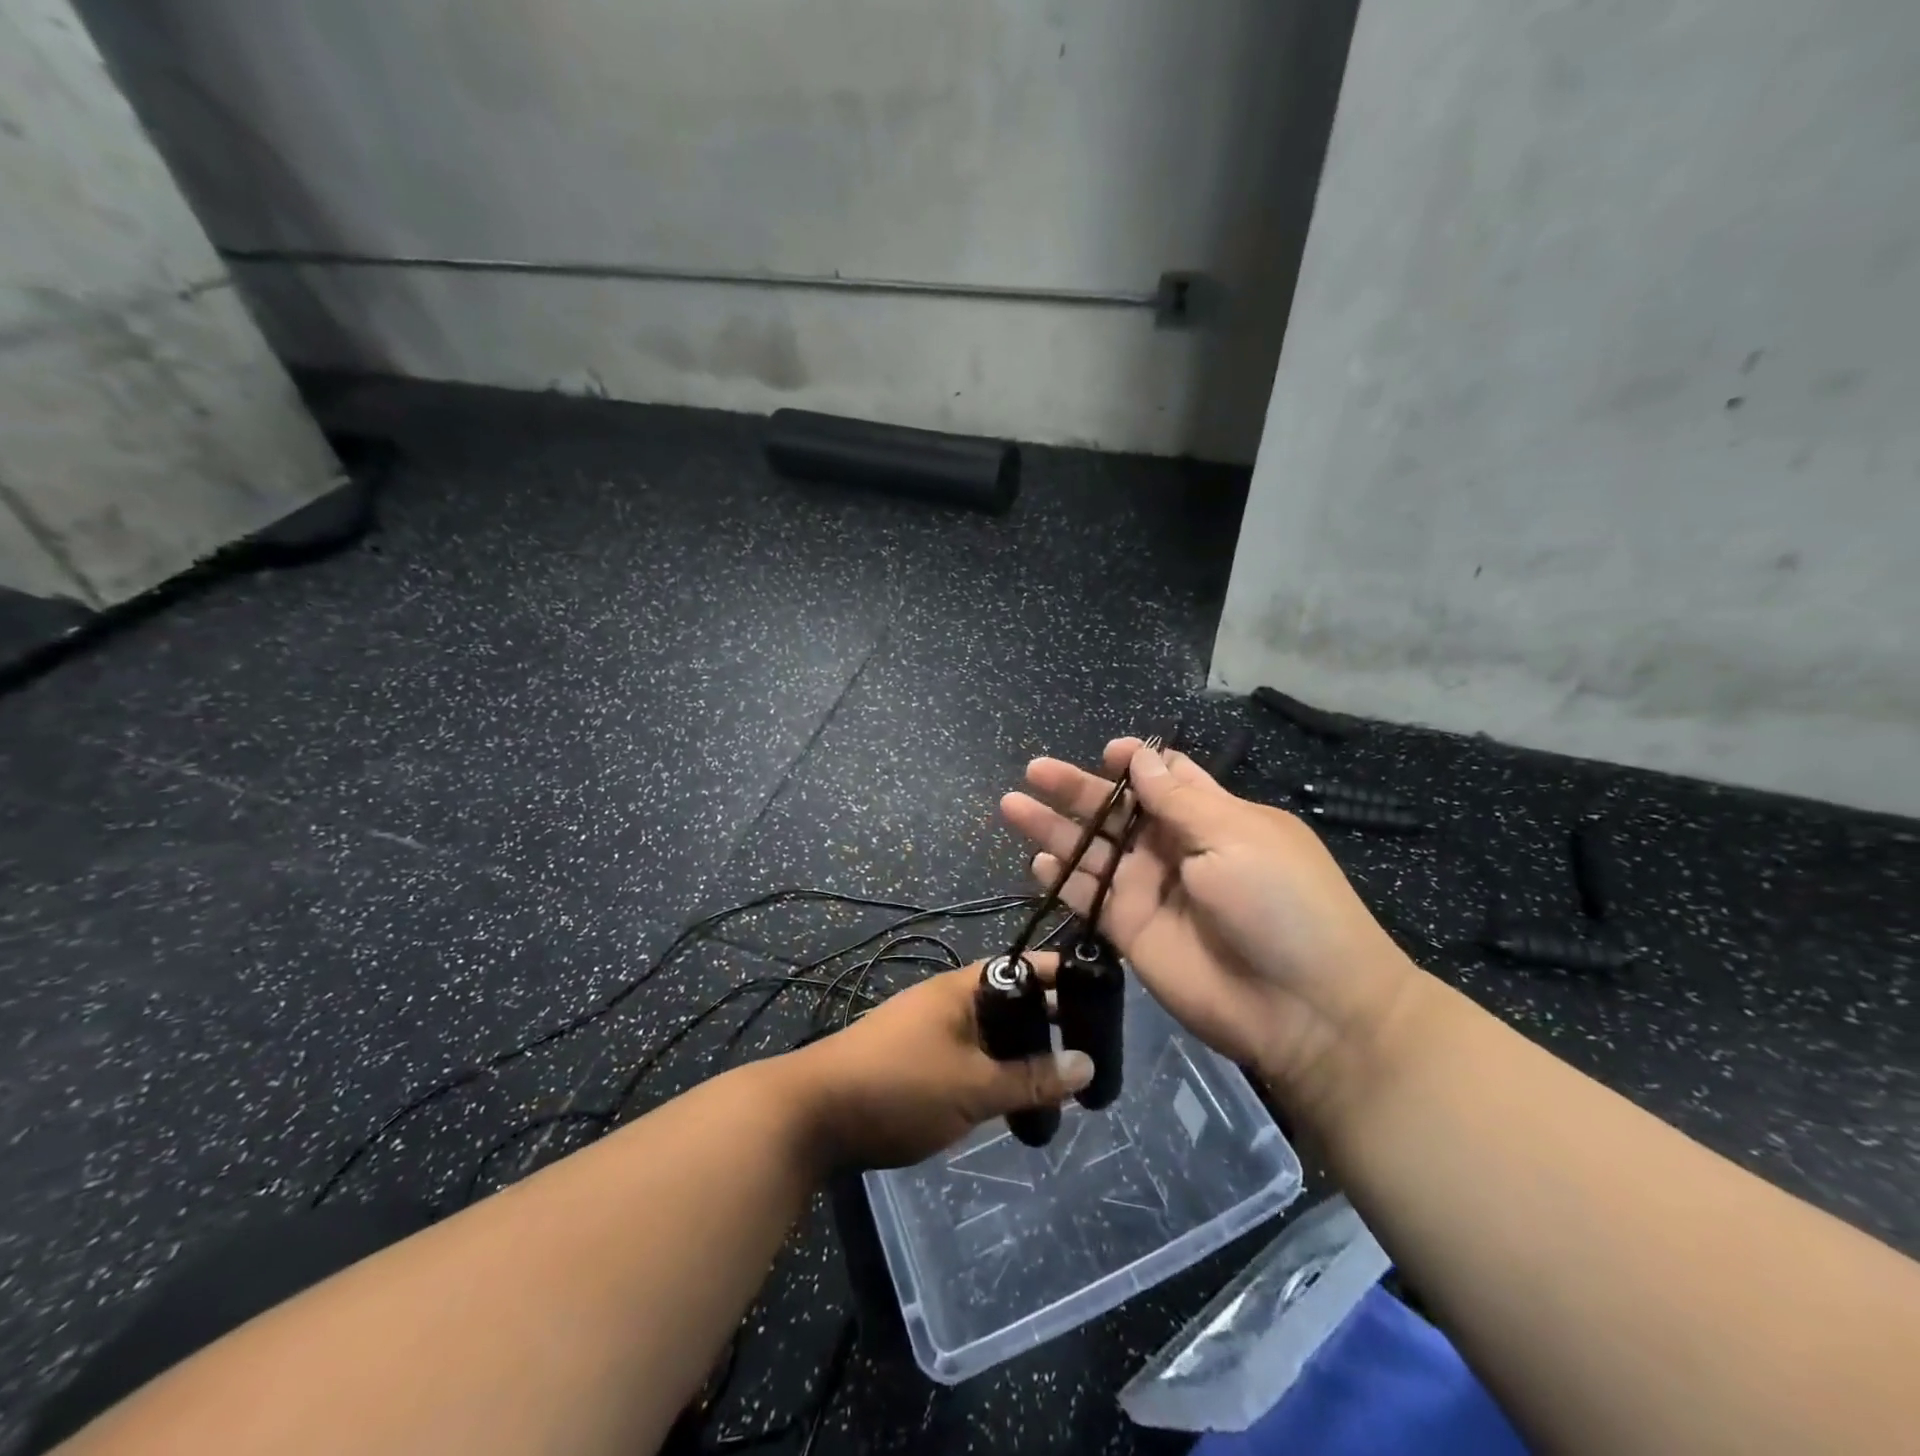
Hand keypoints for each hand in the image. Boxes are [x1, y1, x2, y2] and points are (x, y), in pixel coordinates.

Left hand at [779, 961, 1093, 1170]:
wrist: (813, 1115)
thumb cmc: (898, 1086)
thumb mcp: (973, 1086)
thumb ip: (1031, 1078)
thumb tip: (1088, 1066)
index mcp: (962, 988)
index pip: (1024, 967)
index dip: (1062, 978)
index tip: (1102, 996)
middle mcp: (948, 999)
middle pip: (1011, 1001)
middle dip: (1048, 1023)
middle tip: (1090, 1052)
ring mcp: (930, 1029)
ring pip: (992, 1033)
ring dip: (1023, 1052)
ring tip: (1061, 1082)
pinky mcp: (918, 1059)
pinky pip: (971, 1055)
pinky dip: (997, 1070)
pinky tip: (1014, 1099)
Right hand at [1001, 739, 1424, 1120]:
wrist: (1303, 1008)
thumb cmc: (1280, 904)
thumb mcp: (1235, 836)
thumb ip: (1178, 799)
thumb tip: (1141, 755)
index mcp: (1212, 818)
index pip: (1166, 779)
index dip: (1134, 763)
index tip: (1106, 752)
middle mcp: (1175, 849)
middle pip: (1115, 811)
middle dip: (1076, 789)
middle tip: (1034, 771)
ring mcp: (1149, 891)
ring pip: (1091, 850)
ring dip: (1054, 829)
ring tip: (1013, 805)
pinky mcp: (1130, 931)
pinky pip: (1088, 896)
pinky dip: (1061, 878)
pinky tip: (1036, 860)